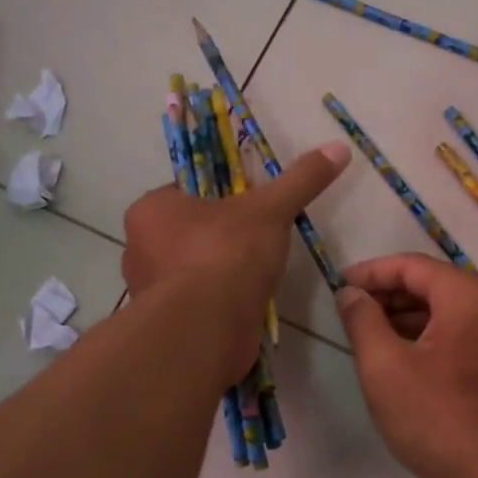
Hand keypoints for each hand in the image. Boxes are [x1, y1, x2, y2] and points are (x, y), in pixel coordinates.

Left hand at [122, 141, 348, 382]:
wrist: (208, 329)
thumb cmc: (226, 254)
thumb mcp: (270, 209)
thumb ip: (301, 179)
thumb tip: (339, 147)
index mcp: (150, 210)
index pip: (185, 192)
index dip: (220, 197)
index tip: (250, 207)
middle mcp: (138, 248)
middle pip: (187, 232)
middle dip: (219, 237)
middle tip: (256, 241)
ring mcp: (149, 290)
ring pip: (189, 269)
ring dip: (217, 272)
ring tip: (253, 274)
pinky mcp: (165, 325)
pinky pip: (195, 303)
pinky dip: (216, 302)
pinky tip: (243, 304)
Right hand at [334, 253, 477, 477]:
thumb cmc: (437, 417)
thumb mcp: (384, 366)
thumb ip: (362, 320)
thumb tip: (351, 294)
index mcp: (467, 296)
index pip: (411, 266)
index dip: (371, 272)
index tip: (338, 286)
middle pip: (431, 284)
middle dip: (387, 294)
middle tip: (349, 311)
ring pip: (444, 312)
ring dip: (404, 317)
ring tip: (366, 335)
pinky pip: (456, 336)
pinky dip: (425, 338)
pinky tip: (398, 359)